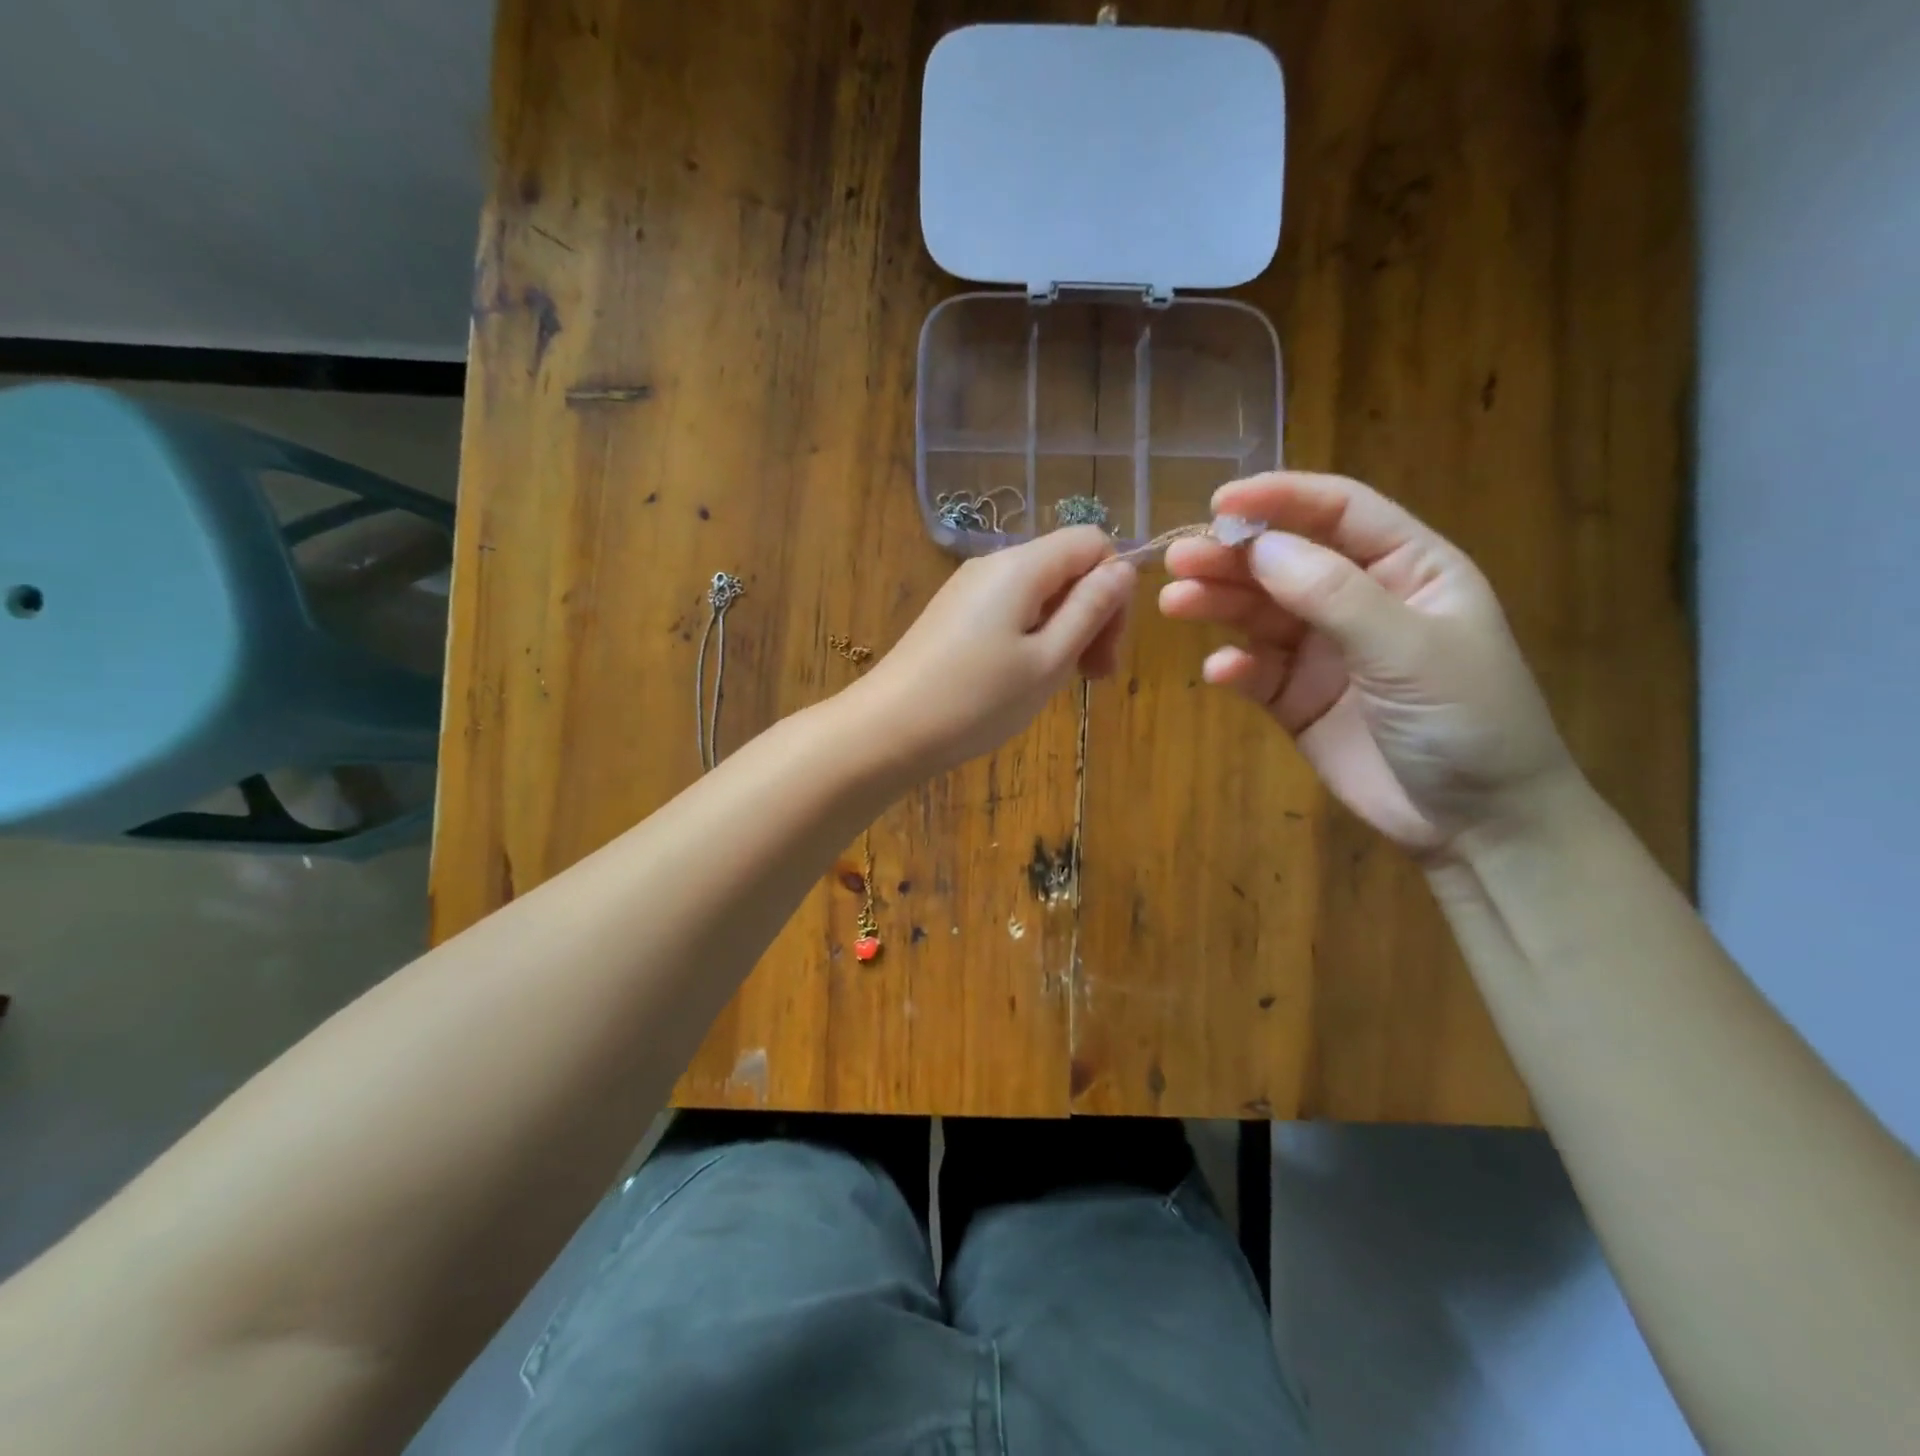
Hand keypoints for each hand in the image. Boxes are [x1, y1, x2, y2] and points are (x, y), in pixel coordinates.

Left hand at [852, 526, 1135, 776]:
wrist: (888, 730)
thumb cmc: (976, 700)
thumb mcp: (1048, 661)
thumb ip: (1090, 610)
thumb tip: (1123, 568)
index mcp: (1021, 566)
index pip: (1092, 542)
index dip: (1114, 587)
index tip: (1108, 645)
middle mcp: (992, 564)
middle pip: (1065, 567)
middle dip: (1091, 615)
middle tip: (1094, 677)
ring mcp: (968, 590)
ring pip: (1039, 593)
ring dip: (1063, 632)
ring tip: (1057, 684)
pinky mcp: (953, 615)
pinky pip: (1009, 611)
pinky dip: (1031, 638)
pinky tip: (1022, 679)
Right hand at [1159, 472, 1574, 856]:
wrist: (1475, 823)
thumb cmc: (1467, 720)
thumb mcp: (1408, 649)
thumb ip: (1334, 595)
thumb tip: (1259, 548)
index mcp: (1408, 568)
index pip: (1339, 512)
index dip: (1280, 499)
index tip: (1220, 504)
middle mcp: (1360, 600)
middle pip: (1285, 561)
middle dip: (1233, 557)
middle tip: (1179, 560)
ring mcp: (1324, 651)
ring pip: (1259, 613)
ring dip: (1218, 604)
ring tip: (1174, 603)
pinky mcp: (1297, 698)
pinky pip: (1255, 672)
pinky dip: (1234, 668)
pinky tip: (1221, 673)